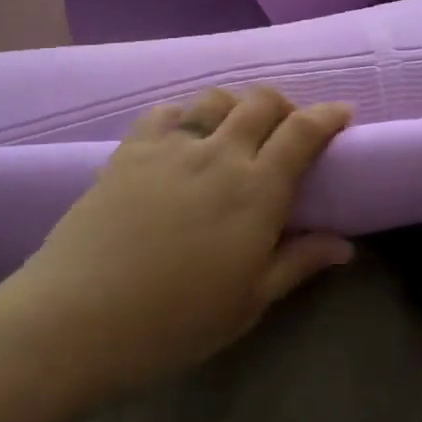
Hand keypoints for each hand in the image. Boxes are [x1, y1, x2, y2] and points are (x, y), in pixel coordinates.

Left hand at [0, 86, 354, 406]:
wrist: (76, 318)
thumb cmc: (173, 322)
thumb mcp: (248, 302)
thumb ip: (298, 262)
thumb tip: (344, 245)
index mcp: (256, 190)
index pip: (303, 132)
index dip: (328, 116)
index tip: (342, 113)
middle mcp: (220, 153)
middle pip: (262, 101)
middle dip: (285, 105)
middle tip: (289, 128)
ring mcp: (172, 146)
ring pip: (216, 99)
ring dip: (237, 106)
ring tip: (236, 131)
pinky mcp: (132, 148)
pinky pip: (168, 112)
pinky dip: (186, 115)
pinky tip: (183, 137)